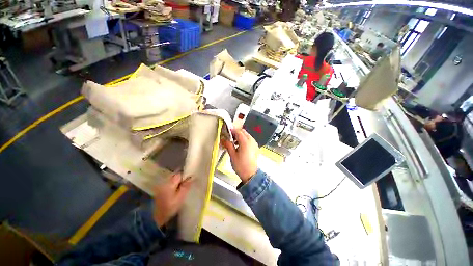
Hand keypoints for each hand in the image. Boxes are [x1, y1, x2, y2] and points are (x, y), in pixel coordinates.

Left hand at [153, 173, 192, 227]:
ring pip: (172, 179)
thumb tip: (191, 177)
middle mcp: (165, 182)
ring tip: (183, 187)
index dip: (186, 175)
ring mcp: (161, 186)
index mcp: (170, 183)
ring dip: (177, 181)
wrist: (156, 218)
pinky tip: (176, 190)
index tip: (191, 178)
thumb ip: (186, 186)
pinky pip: (169, 184)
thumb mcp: (180, 197)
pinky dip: (173, 185)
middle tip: (188, 183)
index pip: (180, 174)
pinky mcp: (160, 191)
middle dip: (181, 178)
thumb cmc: (170, 207)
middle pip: (175, 175)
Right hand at [221, 128, 258, 182]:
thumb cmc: (241, 165)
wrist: (251, 174)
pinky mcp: (255, 147)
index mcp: (245, 142)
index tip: (226, 132)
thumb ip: (228, 145)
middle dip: (235, 133)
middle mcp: (251, 140)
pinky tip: (239, 146)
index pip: (238, 131)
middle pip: (243, 131)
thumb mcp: (232, 155)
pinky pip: (249, 139)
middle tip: (229, 137)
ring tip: (233, 142)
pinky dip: (244, 139)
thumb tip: (223, 139)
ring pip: (246, 135)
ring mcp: (254, 143)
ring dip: (240, 136)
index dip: (231, 130)